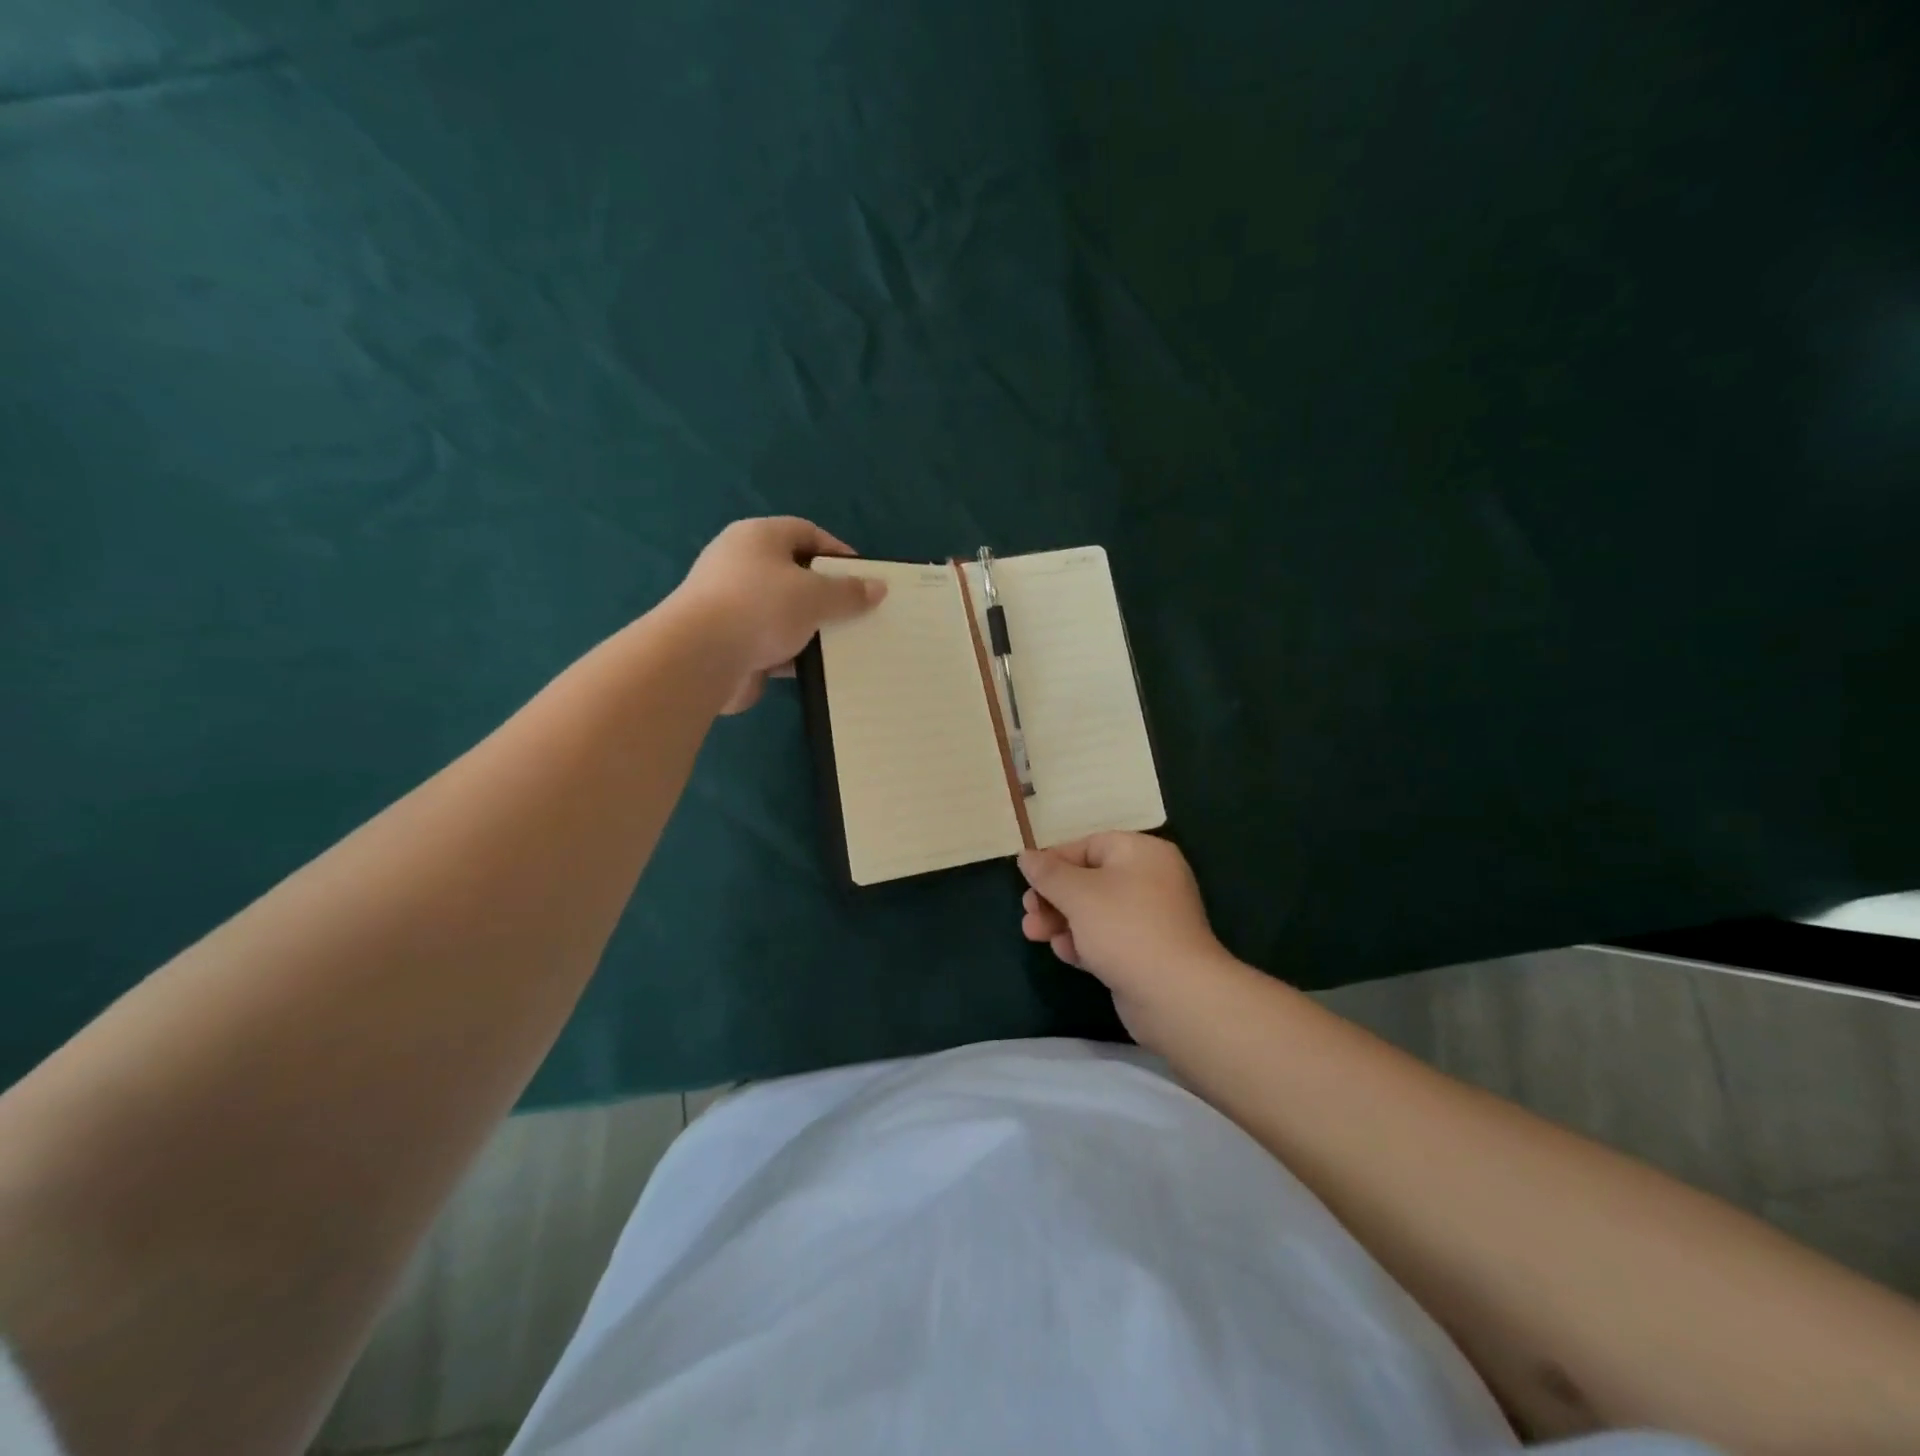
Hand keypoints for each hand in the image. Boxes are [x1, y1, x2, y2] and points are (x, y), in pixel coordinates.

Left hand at [672, 517, 886, 713]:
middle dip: (827, 594)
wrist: (700, 657)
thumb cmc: (761, 607)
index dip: (837, 552)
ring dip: (811, 627)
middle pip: (794, 573)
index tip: (864, 577)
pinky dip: (793, 652)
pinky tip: (818, 667)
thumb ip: (849, 592)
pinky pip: (771, 642)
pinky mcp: (729, 640)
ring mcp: (731, 604)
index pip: (806, 532)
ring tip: (845, 643)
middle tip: (857, 612)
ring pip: (783, 612)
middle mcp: (740, 564)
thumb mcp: (816, 595)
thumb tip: (878, 587)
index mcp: (757, 537)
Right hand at [1018, 833, 1236, 1039]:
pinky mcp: (1146, 952)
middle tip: (1028, 913)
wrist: (1175, 995)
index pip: (1089, 846)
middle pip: (1089, 880)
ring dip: (1062, 921)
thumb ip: (1048, 873)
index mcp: (1142, 853)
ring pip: (1094, 912)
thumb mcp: (1078, 893)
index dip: (1054, 861)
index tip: (1026, 881)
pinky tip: (1064, 954)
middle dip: (1053, 898)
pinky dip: (1084, 942)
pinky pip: (1107, 938)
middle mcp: (1150, 879)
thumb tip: (1025, 856)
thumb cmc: (1124, 927)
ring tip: (1034, 935)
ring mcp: (1150, 918)